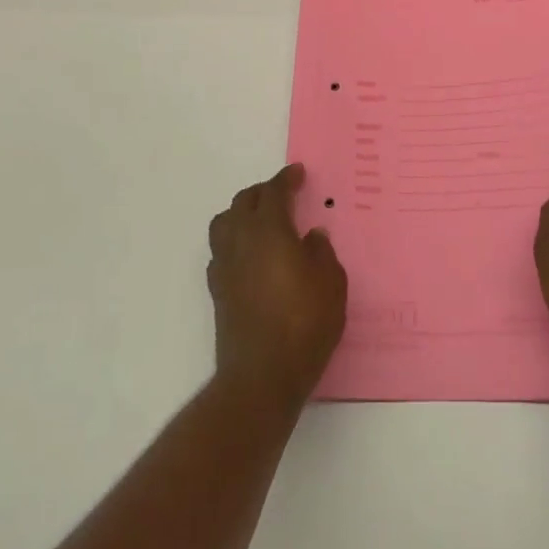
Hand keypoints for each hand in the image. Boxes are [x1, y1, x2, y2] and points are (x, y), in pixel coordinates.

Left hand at [208, 165, 347, 409]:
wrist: (262, 375)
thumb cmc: (305, 322)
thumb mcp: (331, 283)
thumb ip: (322, 253)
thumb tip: (311, 237)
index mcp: (269, 230)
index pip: (273, 192)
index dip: (285, 179)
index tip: (297, 173)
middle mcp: (241, 240)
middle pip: (244, 201)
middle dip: (263, 192)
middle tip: (283, 194)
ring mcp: (224, 265)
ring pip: (224, 223)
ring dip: (241, 213)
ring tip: (261, 221)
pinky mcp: (217, 291)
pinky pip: (221, 251)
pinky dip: (234, 242)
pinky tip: (250, 256)